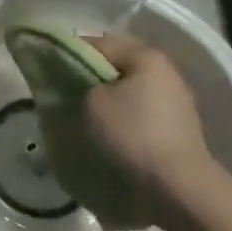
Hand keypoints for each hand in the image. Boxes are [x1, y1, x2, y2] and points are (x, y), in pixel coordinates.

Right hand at [82, 32, 218, 221]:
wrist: (181, 187)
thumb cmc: (134, 134)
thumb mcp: (93, 103)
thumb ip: (82, 84)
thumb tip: (83, 86)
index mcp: (146, 56)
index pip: (99, 43)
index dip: (70, 54)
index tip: (50, 70)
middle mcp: (165, 71)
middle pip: (117, 66)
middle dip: (92, 78)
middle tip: (67, 94)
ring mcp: (176, 100)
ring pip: (130, 91)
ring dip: (109, 100)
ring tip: (86, 117)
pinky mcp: (179, 127)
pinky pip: (142, 113)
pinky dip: (125, 118)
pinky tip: (111, 134)